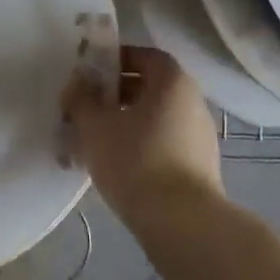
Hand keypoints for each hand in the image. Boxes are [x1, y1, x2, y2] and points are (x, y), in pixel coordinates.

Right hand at [62, 45, 224, 227]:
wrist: (182, 224)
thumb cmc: (135, 160)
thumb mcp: (95, 125)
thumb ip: (82, 98)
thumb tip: (78, 82)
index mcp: (173, 82)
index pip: (145, 56)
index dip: (117, 60)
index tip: (91, 74)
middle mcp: (193, 102)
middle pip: (150, 87)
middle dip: (116, 94)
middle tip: (87, 108)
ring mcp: (200, 136)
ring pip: (156, 118)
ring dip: (126, 122)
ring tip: (96, 141)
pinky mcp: (200, 167)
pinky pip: (165, 143)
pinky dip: (141, 145)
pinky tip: (117, 166)